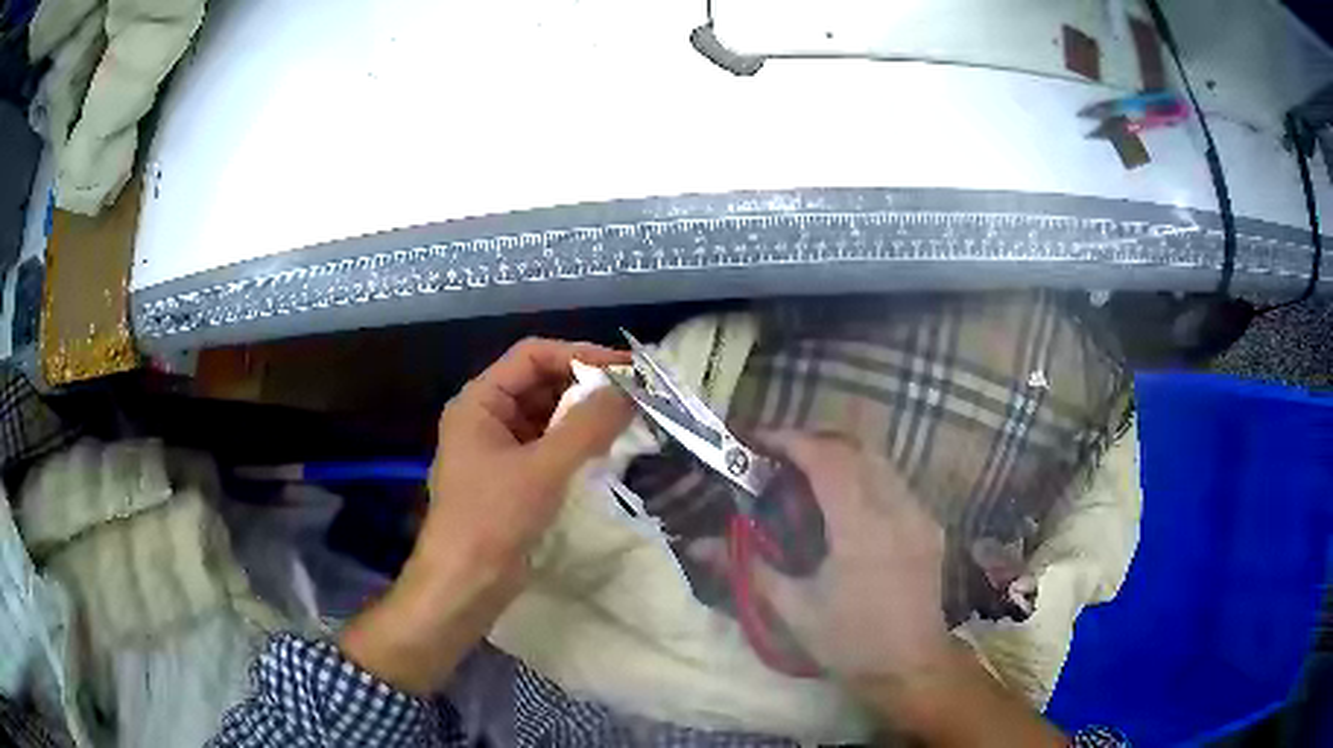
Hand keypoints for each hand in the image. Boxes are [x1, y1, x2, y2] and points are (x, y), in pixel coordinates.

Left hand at [341, 338, 632, 694]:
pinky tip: (604, 452)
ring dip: (583, 416)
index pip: (532, 356)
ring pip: (546, 416)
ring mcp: (497, 449)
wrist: (464, 584)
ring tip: (628, 422)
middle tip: (634, 397)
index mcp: (479, 402)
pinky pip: (547, 446)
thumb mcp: (543, 469)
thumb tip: (630, 389)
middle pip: (540, 383)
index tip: (626, 370)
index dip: (579, 355)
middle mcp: (486, 418)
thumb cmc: (493, 519)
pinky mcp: (511, 478)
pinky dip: (575, 444)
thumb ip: (588, 426)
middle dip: (585, 387)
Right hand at [753, 433, 951, 685]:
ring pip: (879, 460)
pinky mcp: (929, 525)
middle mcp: (897, 510)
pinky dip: (863, 475)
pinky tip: (843, 502)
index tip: (757, 440)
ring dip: (840, 456)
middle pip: (856, 448)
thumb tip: (696, 545)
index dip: (791, 441)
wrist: (910, 668)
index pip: (828, 460)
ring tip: (806, 474)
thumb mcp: (793, 610)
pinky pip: (894, 482)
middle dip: (813, 441)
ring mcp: (919, 515)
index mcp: (862, 530)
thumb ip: (747, 568)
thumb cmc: (848, 643)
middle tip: (777, 456)